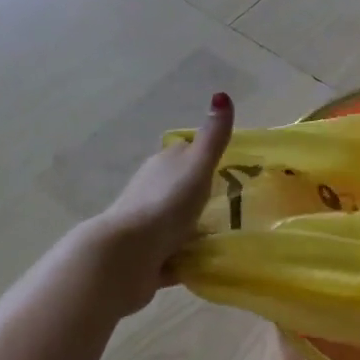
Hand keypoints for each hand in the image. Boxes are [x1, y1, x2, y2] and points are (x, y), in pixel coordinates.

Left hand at [89, 93, 233, 314]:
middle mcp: (151, 190)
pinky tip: (205, 265)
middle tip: (234, 204)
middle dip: (200, 194)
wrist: (126, 256)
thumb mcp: (197, 166)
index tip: (229, 165)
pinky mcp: (146, 257)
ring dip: (193, 228)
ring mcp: (146, 226)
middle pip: (179, 187)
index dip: (203, 156)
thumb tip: (222, 94)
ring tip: (225, 236)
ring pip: (175, 222)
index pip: (184, 153)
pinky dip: (186, 258)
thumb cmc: (166, 204)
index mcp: (163, 165)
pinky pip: (172, 255)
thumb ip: (213, 137)